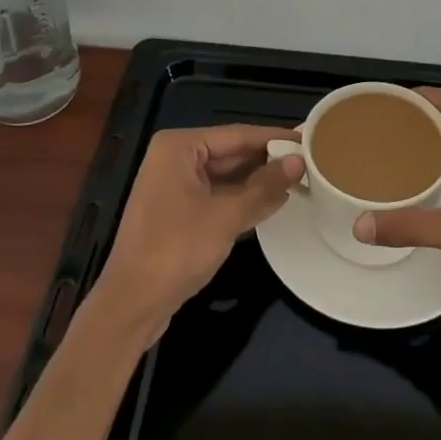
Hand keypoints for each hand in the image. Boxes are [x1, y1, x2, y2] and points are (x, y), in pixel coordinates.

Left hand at [90, 124, 303, 337]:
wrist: (132, 305)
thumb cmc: (176, 249)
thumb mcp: (226, 216)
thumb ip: (264, 187)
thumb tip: (298, 161)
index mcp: (179, 147)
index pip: (236, 134)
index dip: (273, 137)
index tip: (307, 137)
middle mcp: (174, 159)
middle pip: (231, 154)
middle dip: (267, 161)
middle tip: (308, 161)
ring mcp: (174, 187)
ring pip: (225, 178)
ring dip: (258, 183)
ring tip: (299, 181)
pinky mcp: (177, 214)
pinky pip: (217, 197)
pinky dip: (242, 201)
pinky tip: (272, 204)